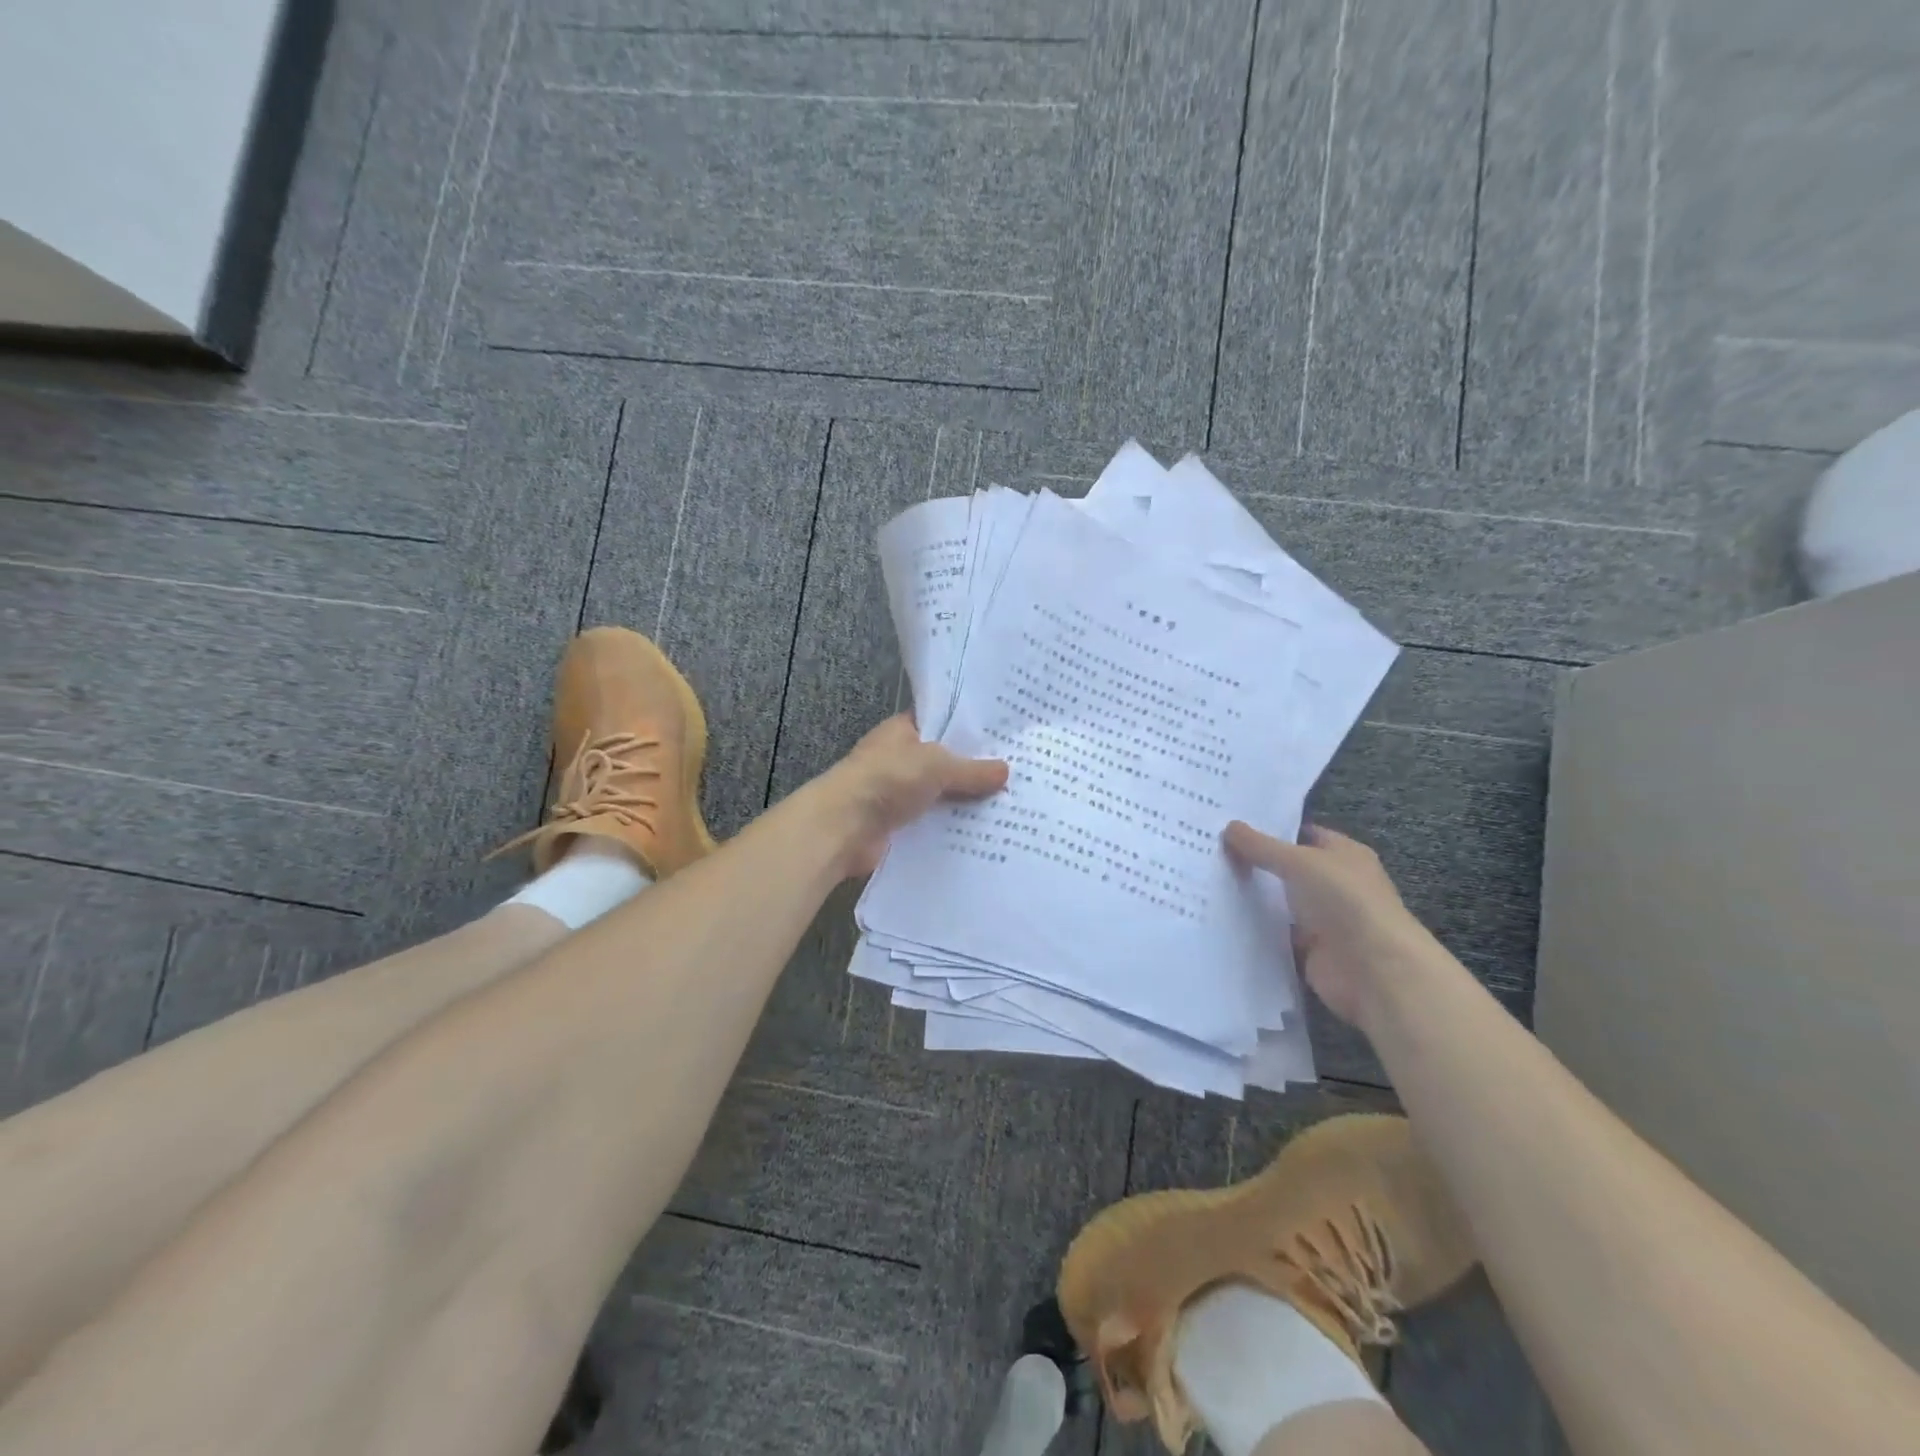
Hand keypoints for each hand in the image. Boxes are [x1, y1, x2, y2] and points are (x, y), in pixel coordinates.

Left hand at [819, 715, 1008, 876]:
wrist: (843, 827)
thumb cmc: (887, 779)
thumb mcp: (936, 765)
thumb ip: (971, 769)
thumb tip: (1006, 771)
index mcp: (901, 732)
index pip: (939, 723)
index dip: (968, 728)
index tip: (1003, 736)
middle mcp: (899, 760)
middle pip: (944, 763)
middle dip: (974, 770)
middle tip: (1018, 773)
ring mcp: (897, 795)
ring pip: (941, 796)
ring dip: (966, 803)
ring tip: (1011, 806)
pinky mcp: (899, 827)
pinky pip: (934, 824)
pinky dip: (953, 829)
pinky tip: (986, 834)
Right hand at [1223, 820, 1436, 1027]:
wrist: (1373, 969)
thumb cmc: (1343, 900)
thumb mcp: (1298, 862)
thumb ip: (1261, 845)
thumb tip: (1229, 826)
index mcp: (1344, 854)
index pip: (1302, 835)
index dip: (1270, 831)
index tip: (1230, 829)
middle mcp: (1335, 884)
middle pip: (1288, 869)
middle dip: (1255, 864)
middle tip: (1210, 853)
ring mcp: (1324, 919)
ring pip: (1280, 902)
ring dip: (1253, 898)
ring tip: (1207, 883)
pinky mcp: (1310, 950)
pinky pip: (1276, 933)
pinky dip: (1256, 929)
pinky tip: (1222, 918)